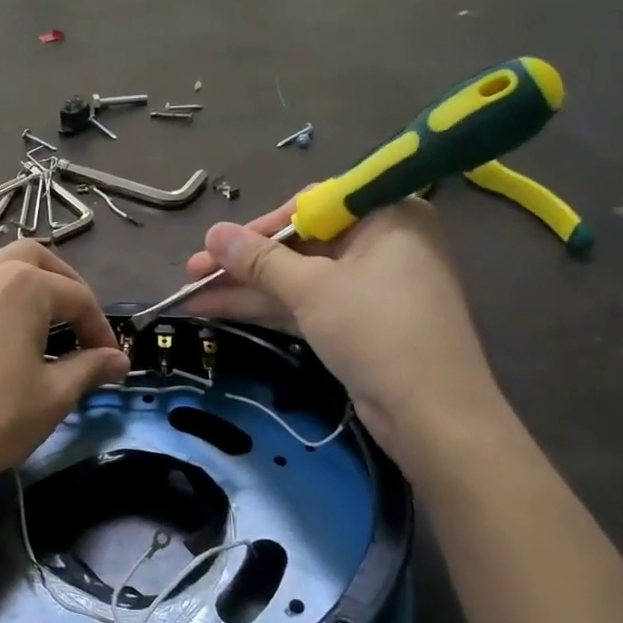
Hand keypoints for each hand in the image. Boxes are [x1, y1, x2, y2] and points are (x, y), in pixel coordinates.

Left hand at [0, 241, 129, 495]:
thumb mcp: (54, 395)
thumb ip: (90, 367)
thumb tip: (119, 360)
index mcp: (23, 285)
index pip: (78, 297)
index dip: (100, 328)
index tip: (112, 360)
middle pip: (36, 260)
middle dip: (65, 285)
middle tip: (80, 322)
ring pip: (1, 270)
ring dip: (30, 288)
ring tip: (46, 328)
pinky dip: (0, 302)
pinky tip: (5, 341)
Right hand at [182, 198, 501, 456]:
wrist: (432, 415)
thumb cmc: (377, 331)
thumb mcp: (312, 289)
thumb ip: (259, 260)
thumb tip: (212, 233)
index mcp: (386, 216)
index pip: (312, 207)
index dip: (260, 226)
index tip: (218, 245)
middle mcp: (381, 244)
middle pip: (299, 246)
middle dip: (244, 263)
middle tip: (192, 273)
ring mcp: (369, 287)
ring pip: (297, 279)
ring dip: (246, 288)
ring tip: (190, 296)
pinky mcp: (358, 323)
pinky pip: (306, 304)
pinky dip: (268, 308)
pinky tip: (219, 310)